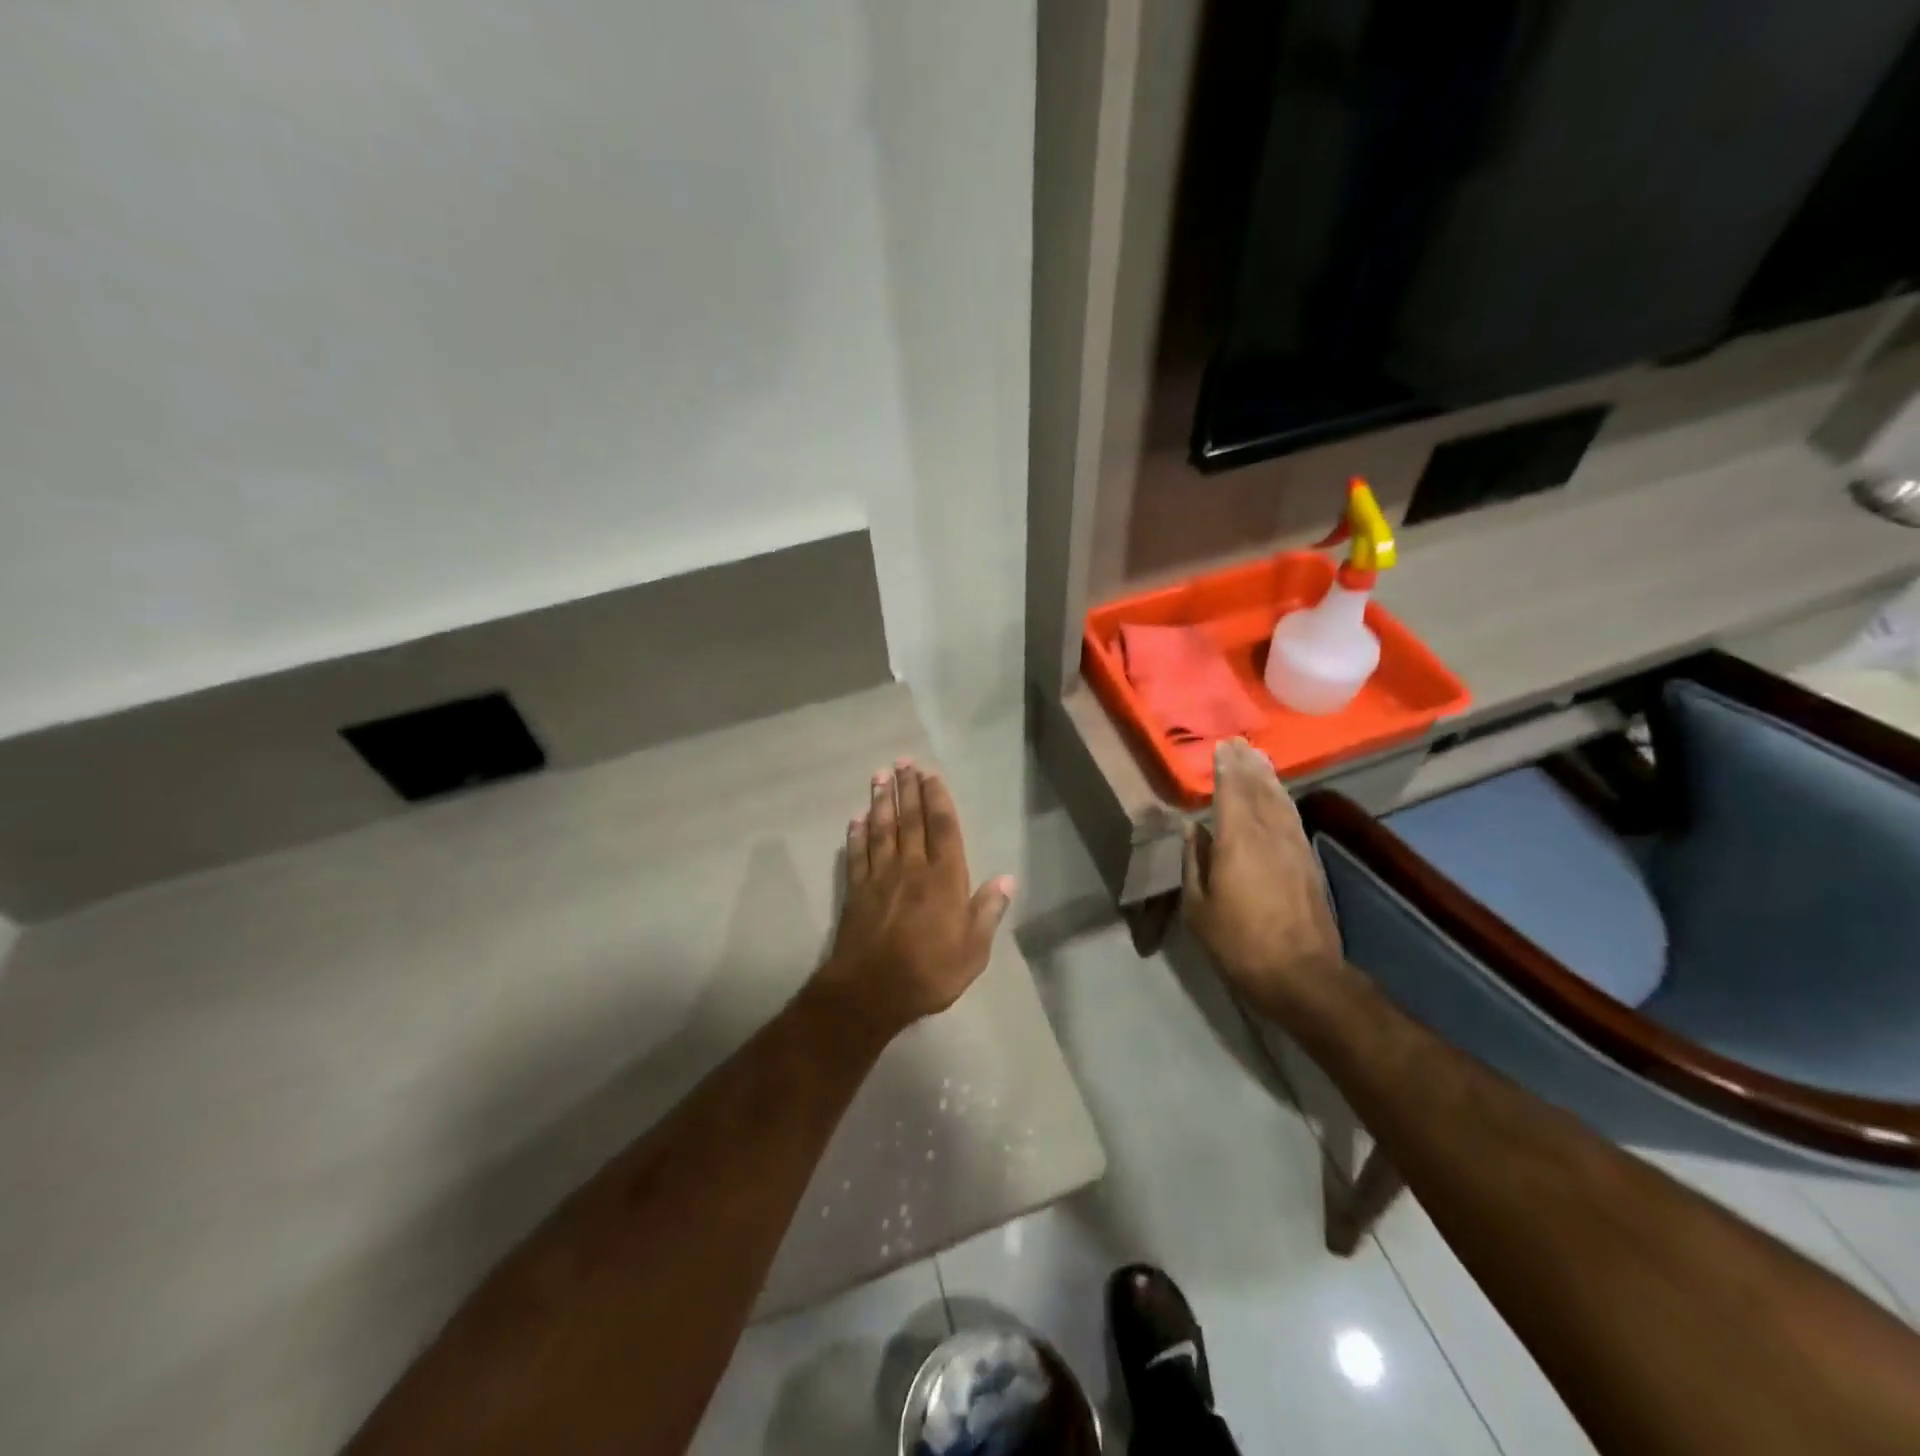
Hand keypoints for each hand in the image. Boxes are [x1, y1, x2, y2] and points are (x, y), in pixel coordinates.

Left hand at [813, 760, 1014, 1042]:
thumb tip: (1007, 879)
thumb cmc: (929, 972)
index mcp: (944, 879)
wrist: (871, 992)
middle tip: (903, 762)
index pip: (942, 828)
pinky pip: (857, 855)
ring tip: (880, 776)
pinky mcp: (856, 892)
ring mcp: (880, 878)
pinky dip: (856, 835)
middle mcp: (912, 869)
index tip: (930, 775)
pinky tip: (855, 819)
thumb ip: (987, 912)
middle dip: (907, 789)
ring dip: (881, 801)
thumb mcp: (973, 951)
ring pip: (881, 830)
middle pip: (910, 820)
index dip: (937, 799)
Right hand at [1182, 739, 1345, 1020]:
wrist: (1302, 975)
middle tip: (1240, 744)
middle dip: (1248, 766)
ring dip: (1269, 778)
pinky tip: (1280, 797)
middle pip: (1259, 790)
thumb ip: (1194, 862)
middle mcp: (1269, 834)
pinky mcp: (1309, 863)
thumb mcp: (1198, 908)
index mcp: (1237, 841)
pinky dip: (1283, 800)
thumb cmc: (1238, 943)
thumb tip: (1192, 829)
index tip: (1221, 747)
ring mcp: (1294, 847)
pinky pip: (1293, 818)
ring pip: (1281, 801)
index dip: (1226, 768)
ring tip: (1260, 760)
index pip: (1231, 792)